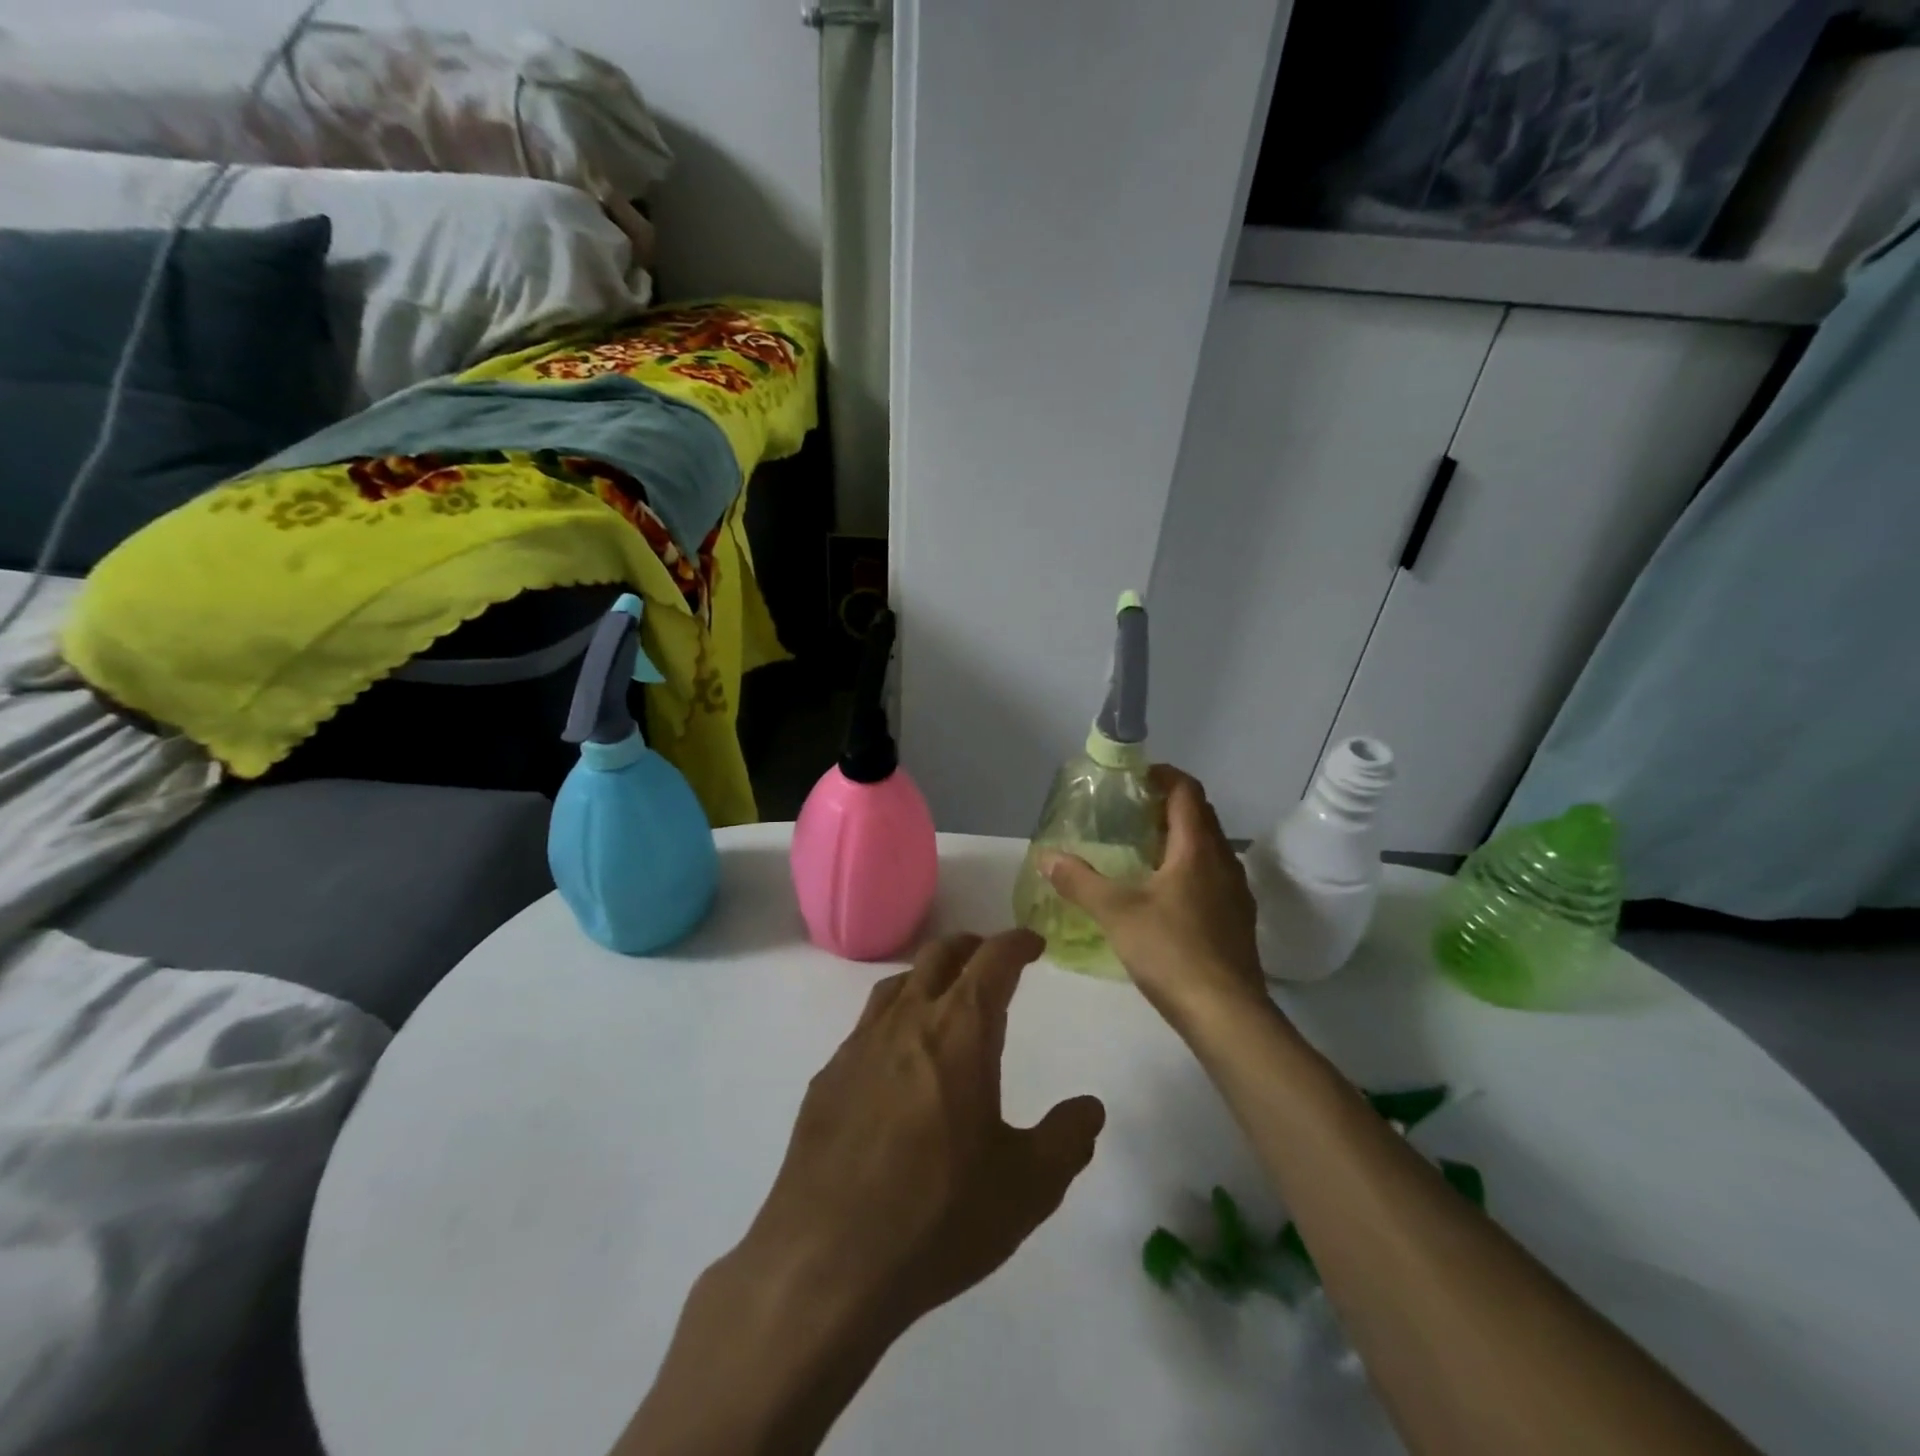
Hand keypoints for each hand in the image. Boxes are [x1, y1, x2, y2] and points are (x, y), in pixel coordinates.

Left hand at [620, 931, 1104, 1455]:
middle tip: (993, 959)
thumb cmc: (938, 1217)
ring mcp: (860, 1044)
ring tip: (947, 995)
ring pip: (898, 982)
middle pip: (940, 955)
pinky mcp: (828, 1075)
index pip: (993, 960)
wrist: (826, 1261)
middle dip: (973, 946)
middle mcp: (908, 1020)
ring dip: (930, 975)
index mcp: (960, 1032)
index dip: (1016, 942)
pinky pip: (868, 1023)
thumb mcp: (1027, 1188)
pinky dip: (895, 1016)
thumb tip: (1090, 1107)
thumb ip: (1066, 1139)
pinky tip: (898, 1056)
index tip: (1033, 942)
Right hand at [1043, 766, 1265, 1028]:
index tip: (1134, 777)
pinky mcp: (1237, 921)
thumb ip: (1079, 881)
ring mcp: (1235, 893)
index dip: (1163, 776)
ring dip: (1179, 839)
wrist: (1227, 1014)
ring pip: (1208, 848)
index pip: (1187, 791)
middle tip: (1129, 812)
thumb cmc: (1171, 951)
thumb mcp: (1116, 913)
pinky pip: (1212, 877)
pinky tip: (1163, 895)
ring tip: (1141, 850)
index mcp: (1197, 849)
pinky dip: (1188, 869)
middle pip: (1200, 816)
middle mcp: (1223, 862)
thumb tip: (1046, 856)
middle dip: (1167, 806)